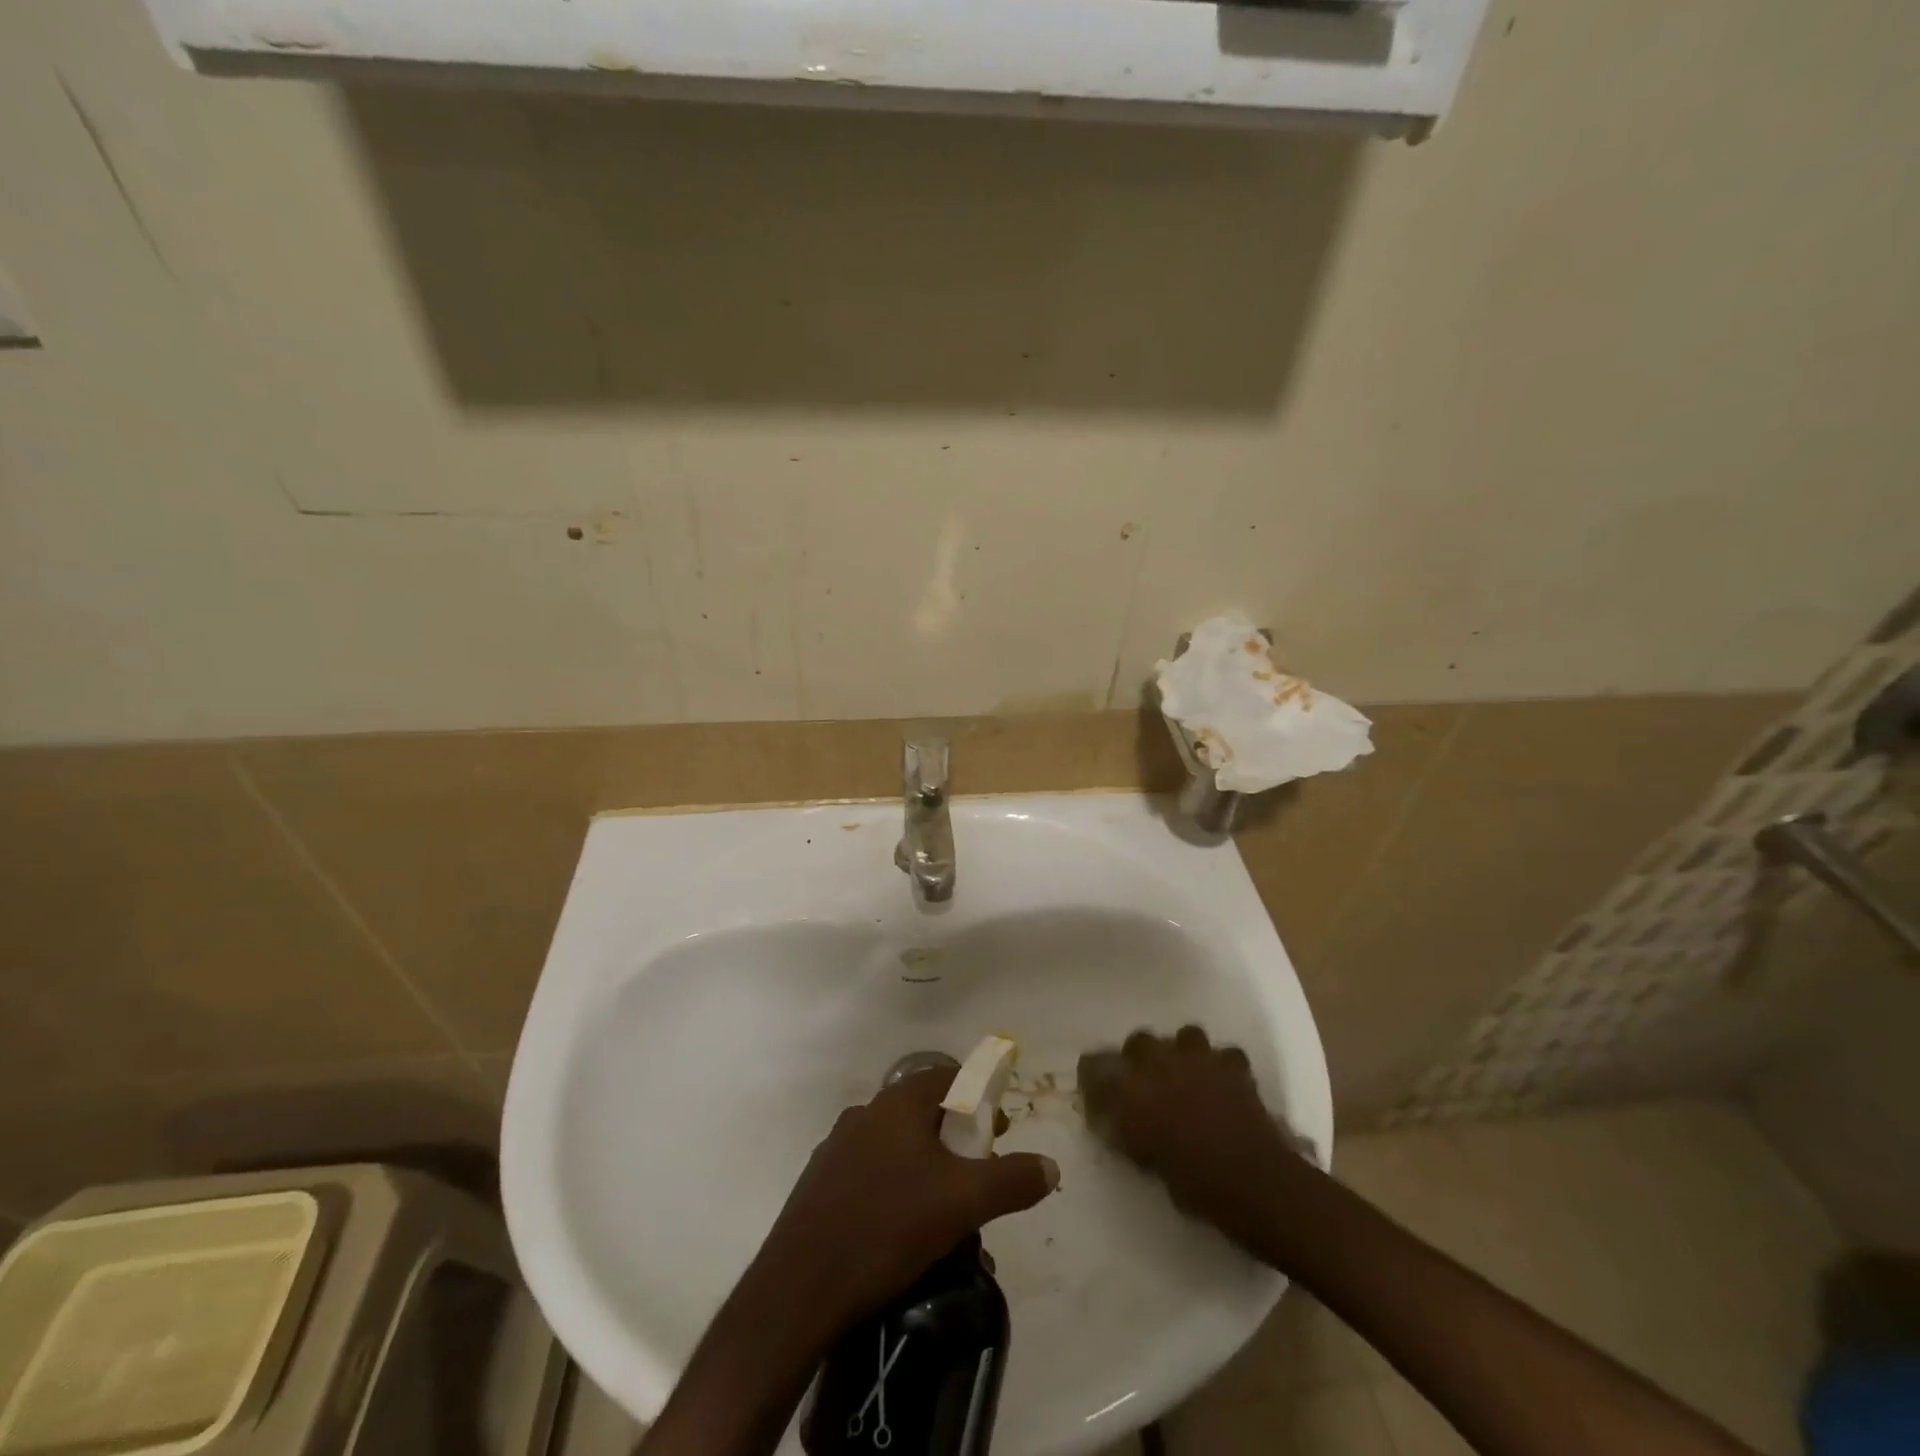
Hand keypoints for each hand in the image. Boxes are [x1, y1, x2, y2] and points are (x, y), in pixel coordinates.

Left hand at [749, 1069, 1059, 1331]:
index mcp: (896, 1103)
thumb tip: (1051, 1167)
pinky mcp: (820, 1186)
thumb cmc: (887, 1227)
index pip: (947, 1077)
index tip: (999, 1133)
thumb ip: (1012, 1180)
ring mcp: (837, 1149)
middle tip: (979, 1175)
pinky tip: (903, 1231)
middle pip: (923, 1112)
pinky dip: (897, 1189)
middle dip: (957, 1138)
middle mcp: (865, 1114)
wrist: (799, 1289)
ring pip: (897, 1146)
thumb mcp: (963, 1202)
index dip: (979, 1097)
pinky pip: (871, 1174)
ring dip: (927, 1167)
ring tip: (947, 1211)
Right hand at [1078, 1026, 1303, 1232]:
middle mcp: (1158, 1062)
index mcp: (1129, 1088)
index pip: (1095, 1065)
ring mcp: (1198, 1057)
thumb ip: (1125, 1132)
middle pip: (1137, 1041)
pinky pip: (1224, 1055)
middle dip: (1139, 1058)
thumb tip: (1110, 1120)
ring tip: (1188, 1076)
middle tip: (1146, 1084)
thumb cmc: (1191, 1182)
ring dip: (1182, 1053)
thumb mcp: (1144, 1161)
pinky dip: (1222, 1067)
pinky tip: (1224, 1085)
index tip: (1095, 1088)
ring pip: (1183, 1036)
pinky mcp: (1233, 1064)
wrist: (1250, 1179)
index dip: (1093, 1075)